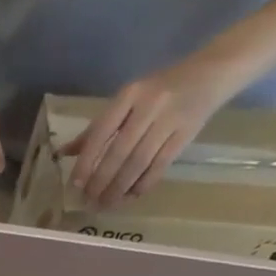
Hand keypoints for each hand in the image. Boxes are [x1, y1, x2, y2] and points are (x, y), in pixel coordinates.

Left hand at [62, 56, 241, 209]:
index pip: (101, 132)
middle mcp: (150, 105)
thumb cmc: (159, 90)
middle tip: (89, 201)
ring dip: (119, 188)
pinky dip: (142, 185)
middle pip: (119, 152)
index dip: (86, 161)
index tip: (75, 185)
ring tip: (105, 204)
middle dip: (101, 181)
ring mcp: (170, 119)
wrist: (213, 72)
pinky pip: (160, 166)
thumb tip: (63, 153)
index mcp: (129, 94)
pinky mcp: (186, 134)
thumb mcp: (126, 101)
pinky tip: (130, 197)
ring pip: (138, 163)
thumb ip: (96, 128)